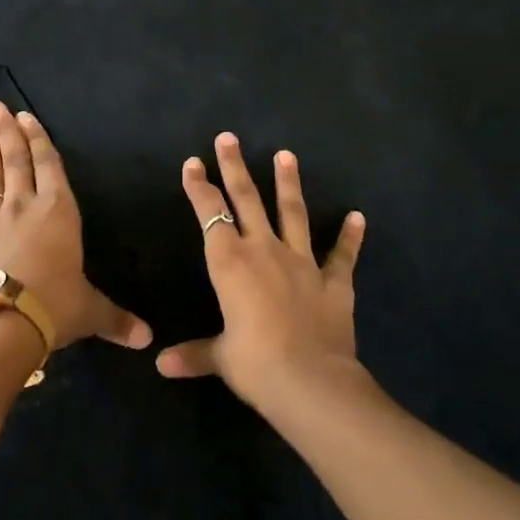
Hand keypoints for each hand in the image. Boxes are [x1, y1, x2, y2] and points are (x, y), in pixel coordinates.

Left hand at [0, 101, 152, 351]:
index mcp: (59, 212)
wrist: (0, 325)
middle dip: (7, 132)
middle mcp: (24, 207)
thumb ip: (116, 319)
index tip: (25, 116)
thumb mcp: (90, 312)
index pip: (49, 166)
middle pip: (16, 162)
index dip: (38, 140)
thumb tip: (149, 340)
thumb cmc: (54, 306)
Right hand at [156, 133, 366, 408]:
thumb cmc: (256, 365)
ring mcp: (302, 263)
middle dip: (235, 167)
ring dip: (288, 183)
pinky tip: (357, 217)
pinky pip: (342, 255)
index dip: (199, 187)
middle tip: (229, 137)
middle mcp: (264, 251)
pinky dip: (350, 237)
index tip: (192, 163)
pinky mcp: (334, 282)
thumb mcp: (220, 358)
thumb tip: (161, 365)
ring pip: (292, 213)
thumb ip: (193, 354)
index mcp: (230, 263)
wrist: (311, 382)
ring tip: (287, 154)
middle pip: (247, 199)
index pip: (210, 214)